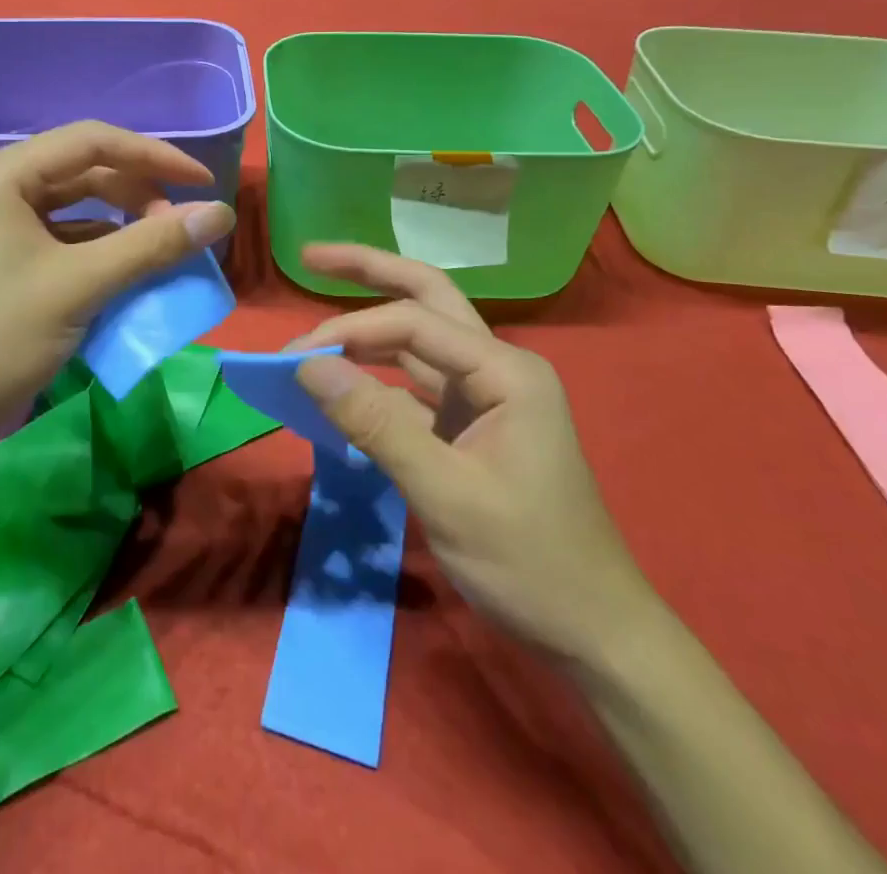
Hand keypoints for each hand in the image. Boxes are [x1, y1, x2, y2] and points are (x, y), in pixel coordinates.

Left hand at [0, 121, 234, 465]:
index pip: (93, 142)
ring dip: (123, 221)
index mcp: (3, 175)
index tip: (204, 183)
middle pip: (85, 169)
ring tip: (162, 246)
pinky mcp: (4, 257)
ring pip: (77, 205)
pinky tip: (128, 269)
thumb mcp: (81, 286)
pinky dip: (101, 247)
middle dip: (139, 192)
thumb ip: (153, 244)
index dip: (155, 156)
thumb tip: (222, 214)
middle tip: (182, 224)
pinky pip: (64, 236)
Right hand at [290, 245, 657, 663]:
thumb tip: (307, 366)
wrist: (591, 632)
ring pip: (417, 340)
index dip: (350, 331)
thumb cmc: (529, 561)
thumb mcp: (446, 492)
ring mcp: (482, 396)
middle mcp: (496, 367)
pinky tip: (340, 380)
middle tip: (311, 255)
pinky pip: (412, 385)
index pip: (414, 323)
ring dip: (367, 326)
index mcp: (506, 370)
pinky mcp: (467, 425)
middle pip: (426, 298)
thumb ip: (375, 423)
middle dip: (369, 272)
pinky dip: (373, 378)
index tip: (294, 358)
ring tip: (316, 317)